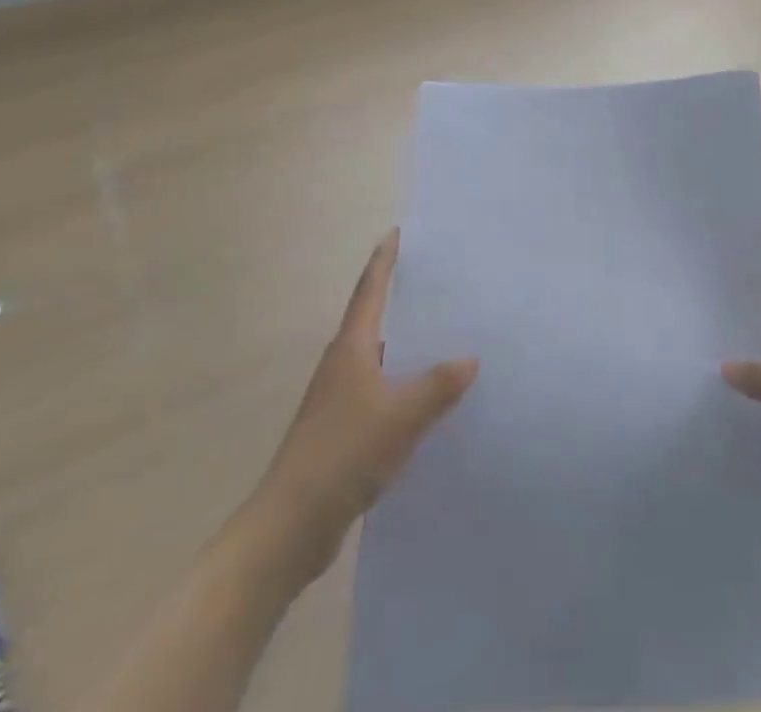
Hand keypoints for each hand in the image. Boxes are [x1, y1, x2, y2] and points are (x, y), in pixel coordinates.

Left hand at [249, 231, 478, 578]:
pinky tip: (427, 399)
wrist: (290, 527)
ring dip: (405, 346)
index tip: (397, 233)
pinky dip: (403, 385)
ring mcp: (339, 400)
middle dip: (400, 299)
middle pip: (373, 320)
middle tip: (438, 282)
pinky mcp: (342, 431)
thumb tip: (470, 359)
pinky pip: (380, 392)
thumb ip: (438, 387)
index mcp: (351, 349)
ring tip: (443, 337)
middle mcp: (342, 365)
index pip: (369, 291)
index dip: (384, 261)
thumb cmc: (343, 454)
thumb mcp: (401, 417)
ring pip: (379, 359)